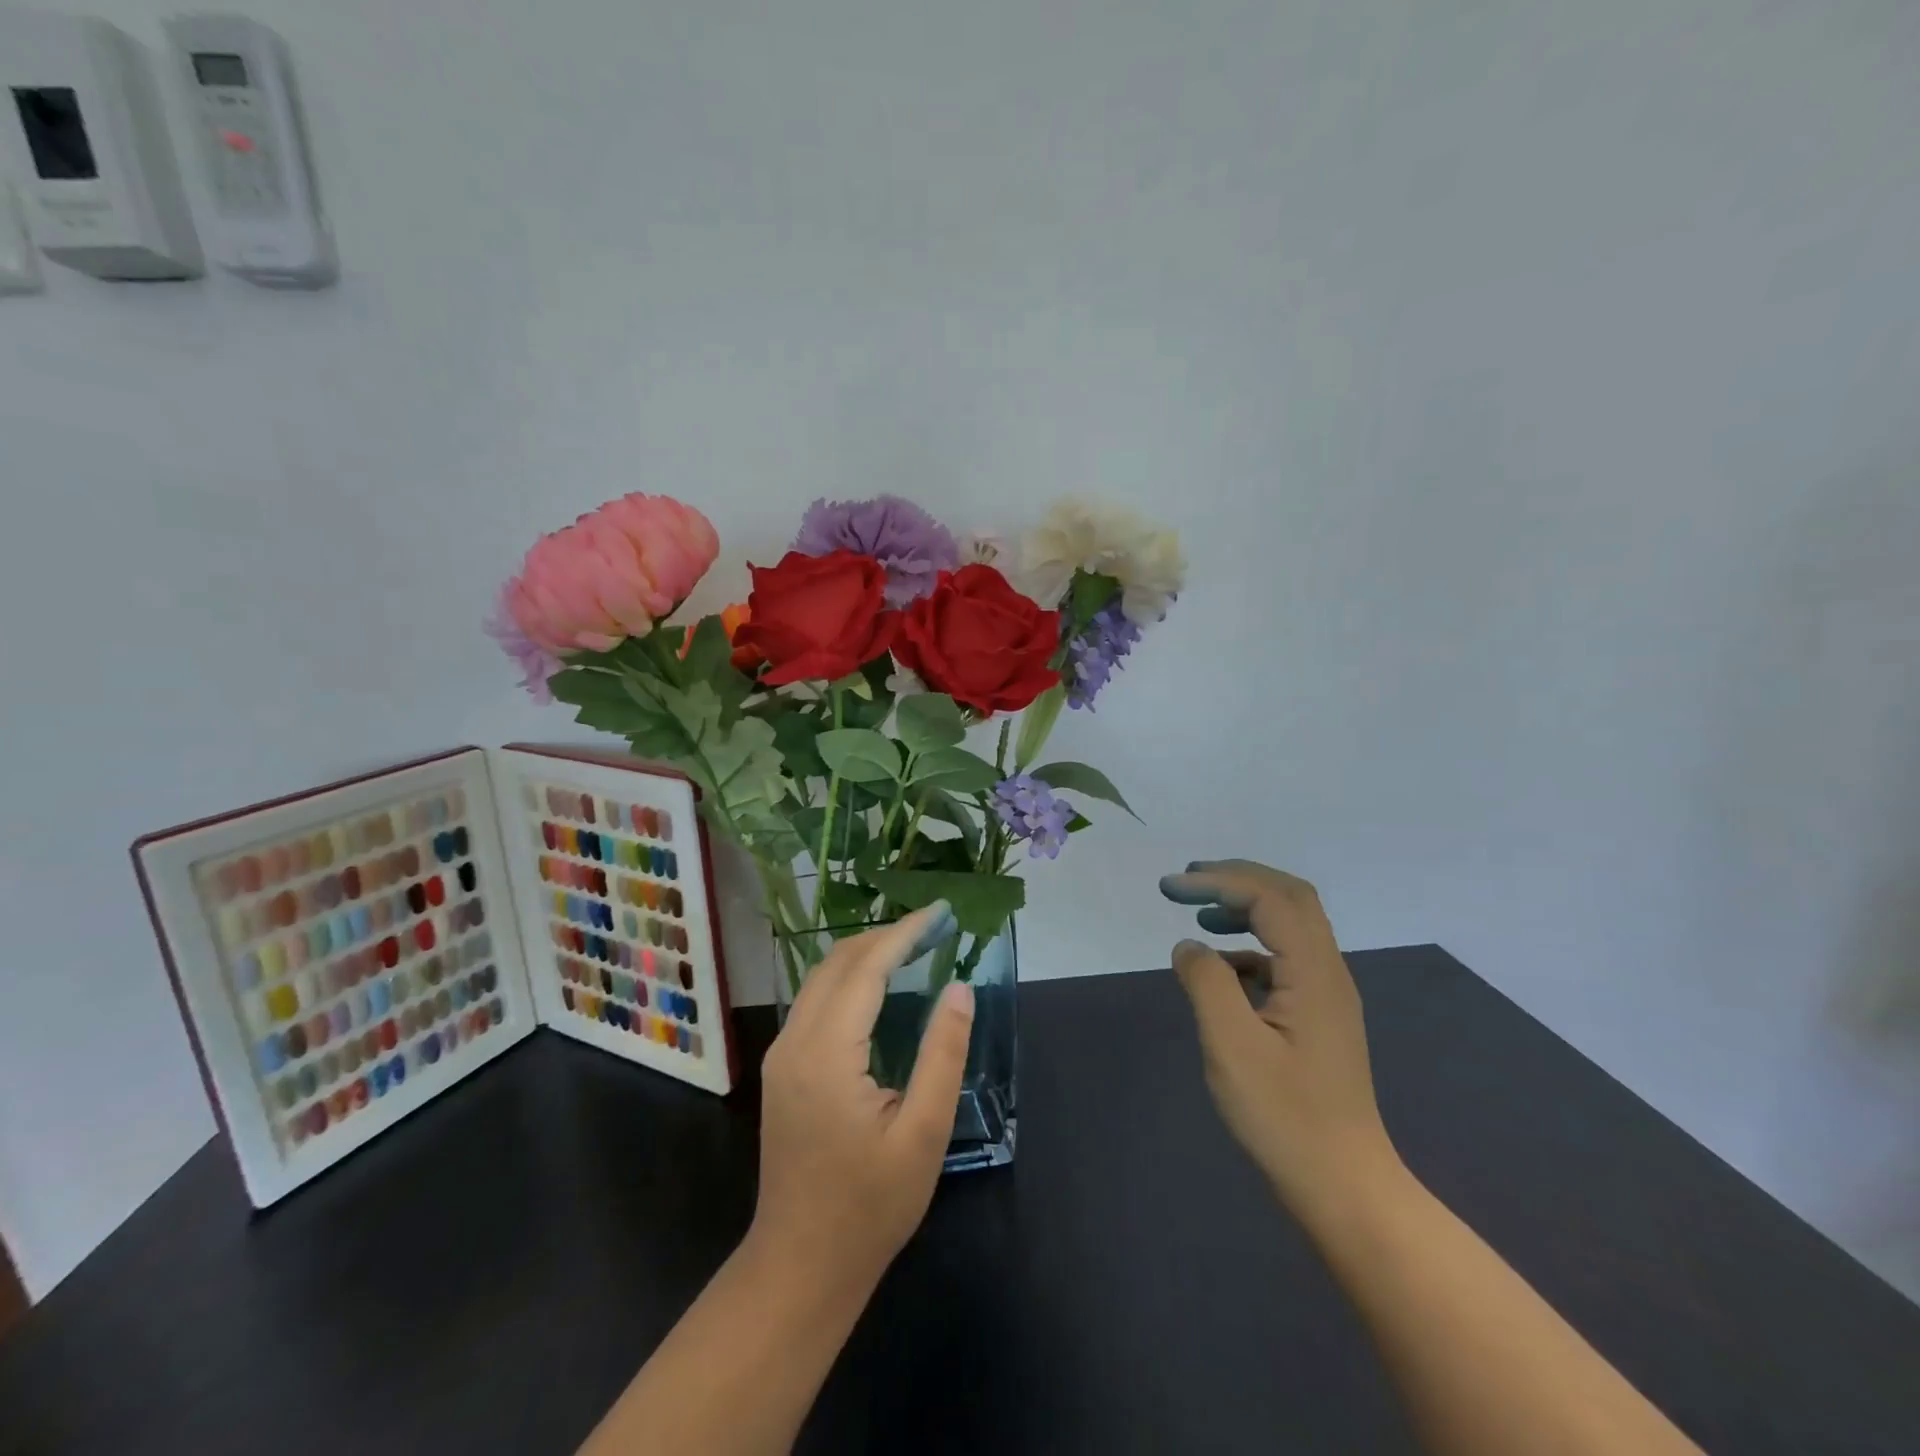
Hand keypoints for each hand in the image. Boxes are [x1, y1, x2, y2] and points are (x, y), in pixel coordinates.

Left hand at [751, 902, 973, 1290]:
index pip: (866, 968)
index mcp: (827, 1053)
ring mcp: (783, 1054)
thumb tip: (960, 989)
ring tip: (915, 946)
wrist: (801, 1265)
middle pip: (838, 962)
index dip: (905, 934)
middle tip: (935, 927)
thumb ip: (943, 1055)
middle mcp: (795, 1041)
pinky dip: (850, 978)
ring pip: (822, 978)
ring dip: (866, 953)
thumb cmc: (870, 1205)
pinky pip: (816, 1001)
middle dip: (886, 935)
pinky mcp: (784, 1068)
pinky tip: (880, 986)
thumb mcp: (923, 1133)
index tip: (941, 912)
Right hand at [1160, 860, 1400, 1218]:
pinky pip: (1285, 959)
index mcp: (1314, 972)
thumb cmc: (1284, 1116)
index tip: (1170, 888)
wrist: (1344, 1186)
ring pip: (1292, 925)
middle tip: (1188, 880)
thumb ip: (1206, 983)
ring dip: (1246, 907)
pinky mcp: (1319, 1017)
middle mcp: (1329, 972)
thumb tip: (1188, 946)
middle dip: (1237, 878)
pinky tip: (1221, 969)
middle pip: (1290, 897)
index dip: (1217, 881)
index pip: (1268, 897)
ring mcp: (1327, 995)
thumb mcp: (1231, 1046)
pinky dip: (1249, 945)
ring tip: (1200, 913)